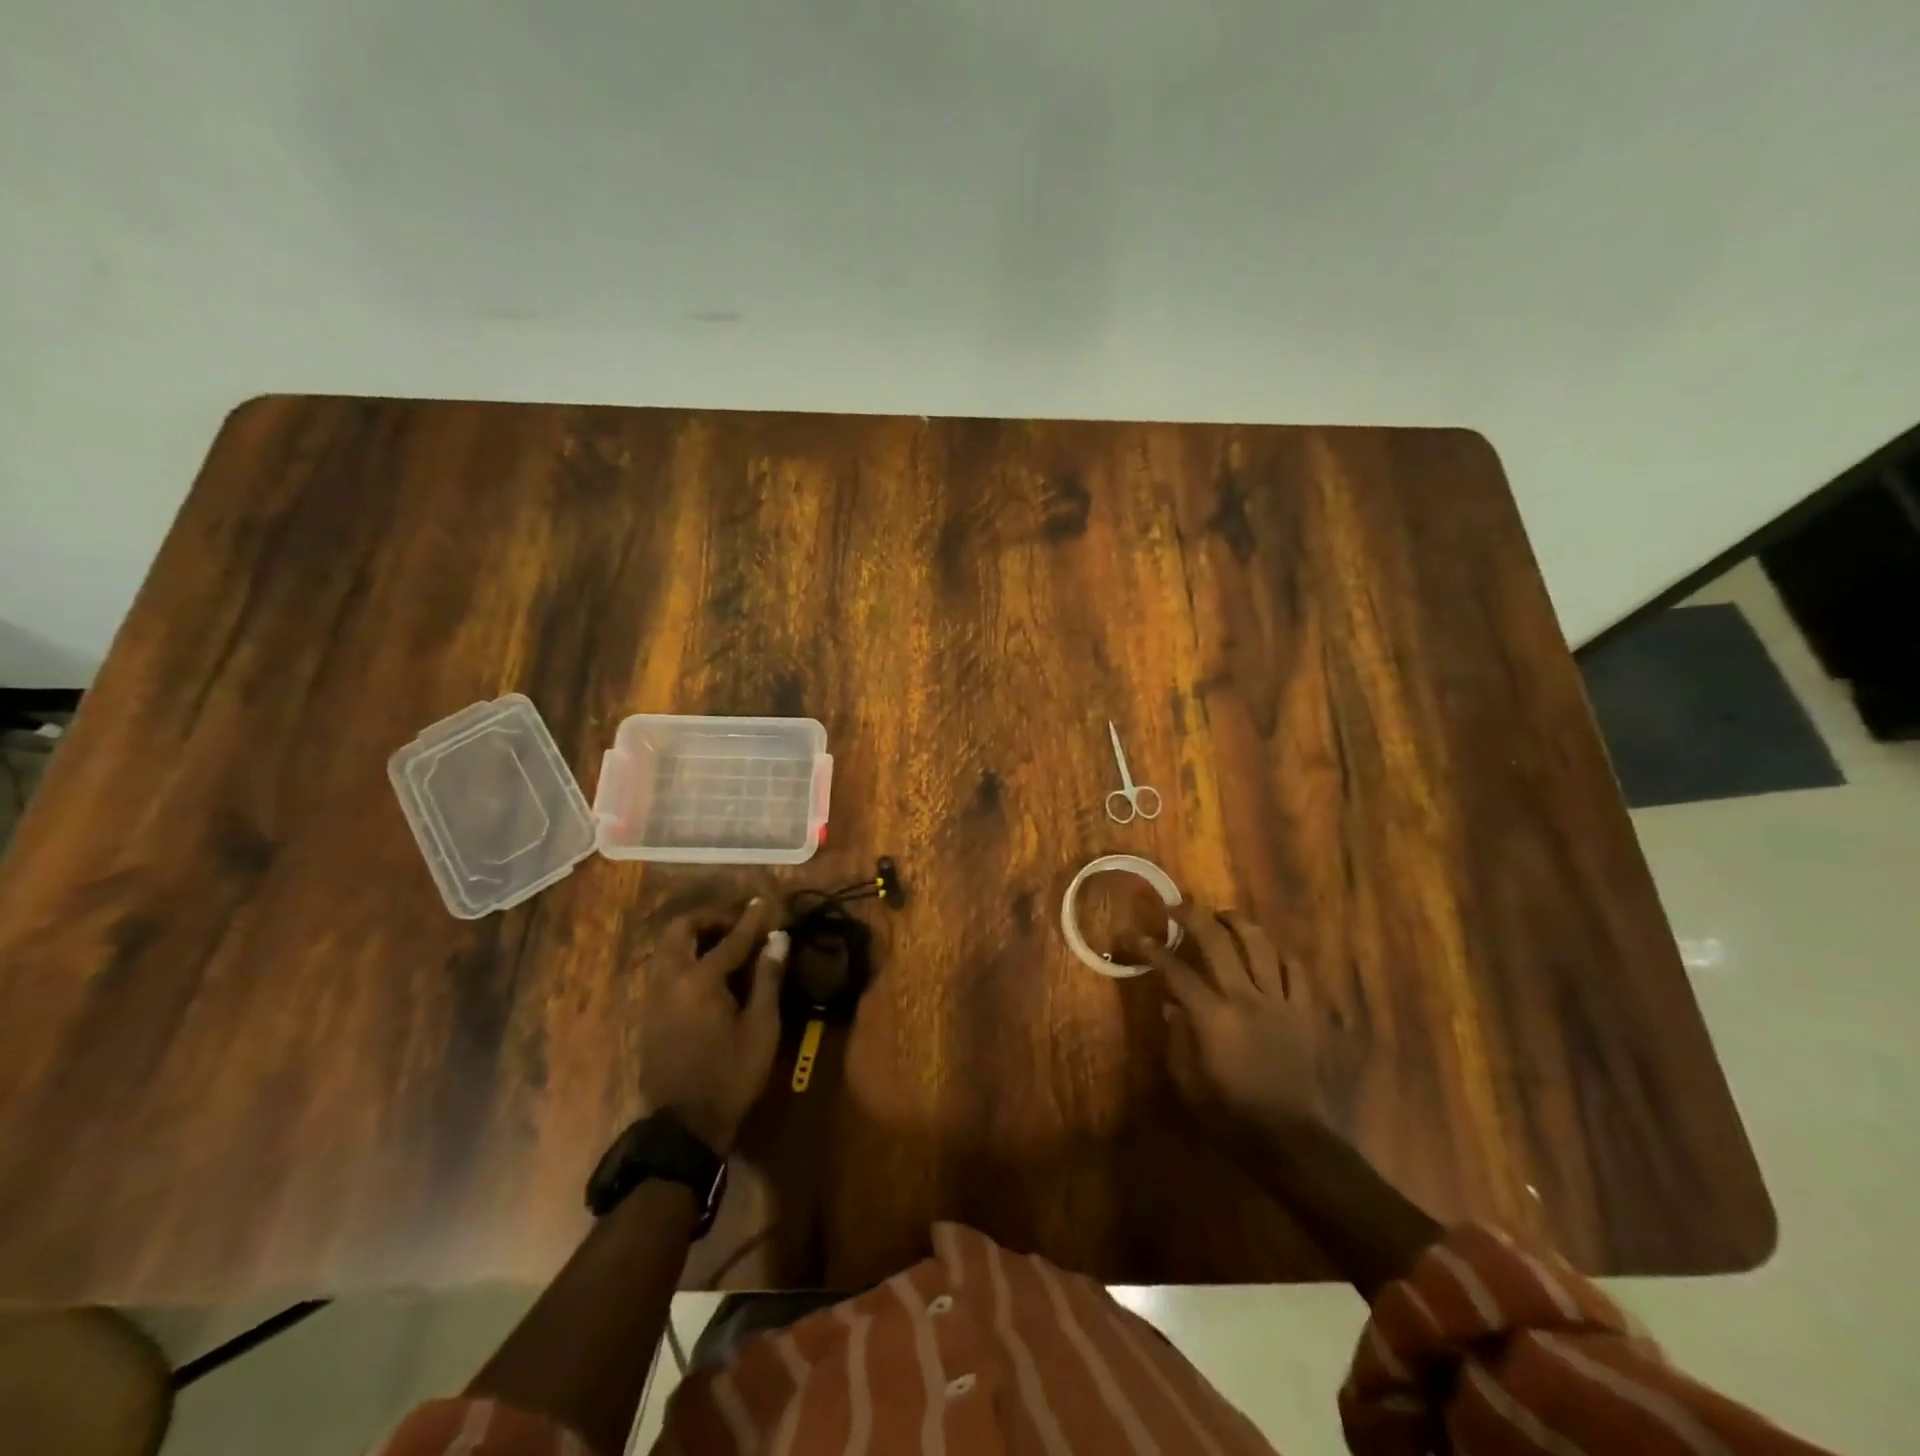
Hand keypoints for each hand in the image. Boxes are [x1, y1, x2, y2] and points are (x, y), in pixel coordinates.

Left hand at [634, 897, 788, 1154]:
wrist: (685, 1126)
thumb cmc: (731, 1076)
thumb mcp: (762, 1028)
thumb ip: (768, 977)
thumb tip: (778, 938)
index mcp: (700, 981)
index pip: (731, 938)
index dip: (751, 919)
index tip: (764, 901)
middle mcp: (670, 980)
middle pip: (681, 930)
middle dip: (710, 918)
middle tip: (737, 923)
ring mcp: (653, 997)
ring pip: (667, 949)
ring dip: (694, 937)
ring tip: (724, 945)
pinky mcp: (648, 1014)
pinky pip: (664, 969)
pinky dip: (684, 957)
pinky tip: (707, 974)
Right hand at [1133, 903, 1318, 1136]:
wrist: (1291, 1138)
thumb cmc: (1232, 1114)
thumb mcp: (1189, 1082)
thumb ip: (1178, 1039)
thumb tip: (1171, 1006)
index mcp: (1212, 1017)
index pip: (1176, 971)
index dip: (1152, 950)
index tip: (1136, 935)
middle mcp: (1245, 998)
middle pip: (1217, 942)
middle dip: (1193, 917)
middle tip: (1177, 906)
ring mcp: (1279, 1002)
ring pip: (1260, 945)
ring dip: (1238, 923)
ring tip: (1222, 914)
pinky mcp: (1304, 1012)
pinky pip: (1296, 970)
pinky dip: (1280, 953)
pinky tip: (1268, 948)